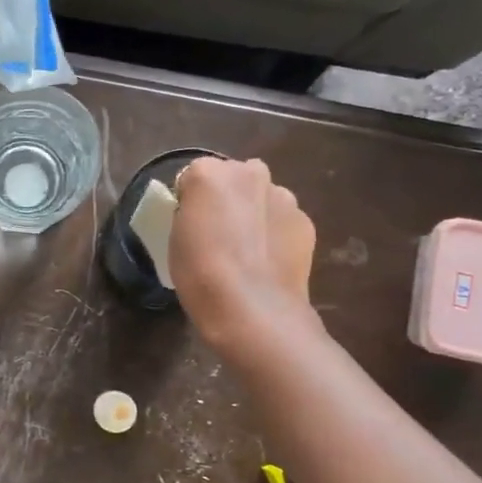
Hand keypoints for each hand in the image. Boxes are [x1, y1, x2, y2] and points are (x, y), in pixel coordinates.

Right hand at [171, 157, 316, 356]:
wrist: (251, 309)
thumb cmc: (200, 274)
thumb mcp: (176, 238)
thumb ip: (190, 212)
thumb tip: (205, 212)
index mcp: (209, 173)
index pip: (193, 176)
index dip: (190, 200)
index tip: (189, 225)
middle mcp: (250, 173)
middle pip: (233, 178)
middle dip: (227, 198)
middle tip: (219, 233)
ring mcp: (282, 195)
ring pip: (262, 196)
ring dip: (254, 212)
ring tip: (246, 250)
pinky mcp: (305, 221)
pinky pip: (282, 220)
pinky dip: (275, 233)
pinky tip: (267, 262)